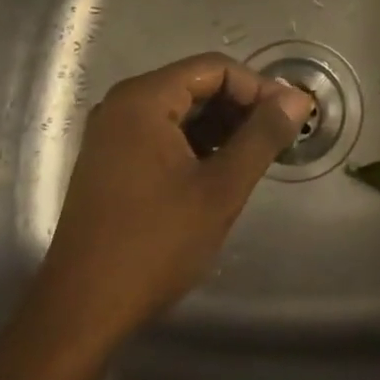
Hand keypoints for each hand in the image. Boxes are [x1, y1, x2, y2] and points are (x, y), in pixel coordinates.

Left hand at [15, 54, 313, 355]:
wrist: (82, 311)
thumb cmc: (154, 244)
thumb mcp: (221, 189)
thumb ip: (262, 137)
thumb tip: (297, 98)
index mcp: (143, 99)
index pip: (214, 68)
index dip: (257, 88)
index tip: (288, 119)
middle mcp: (122, 105)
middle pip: (196, 85)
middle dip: (241, 107)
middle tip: (277, 139)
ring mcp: (111, 134)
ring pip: (180, 111)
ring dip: (221, 127)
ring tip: (256, 157)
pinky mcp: (110, 161)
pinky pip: (162, 134)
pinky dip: (196, 145)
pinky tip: (220, 172)